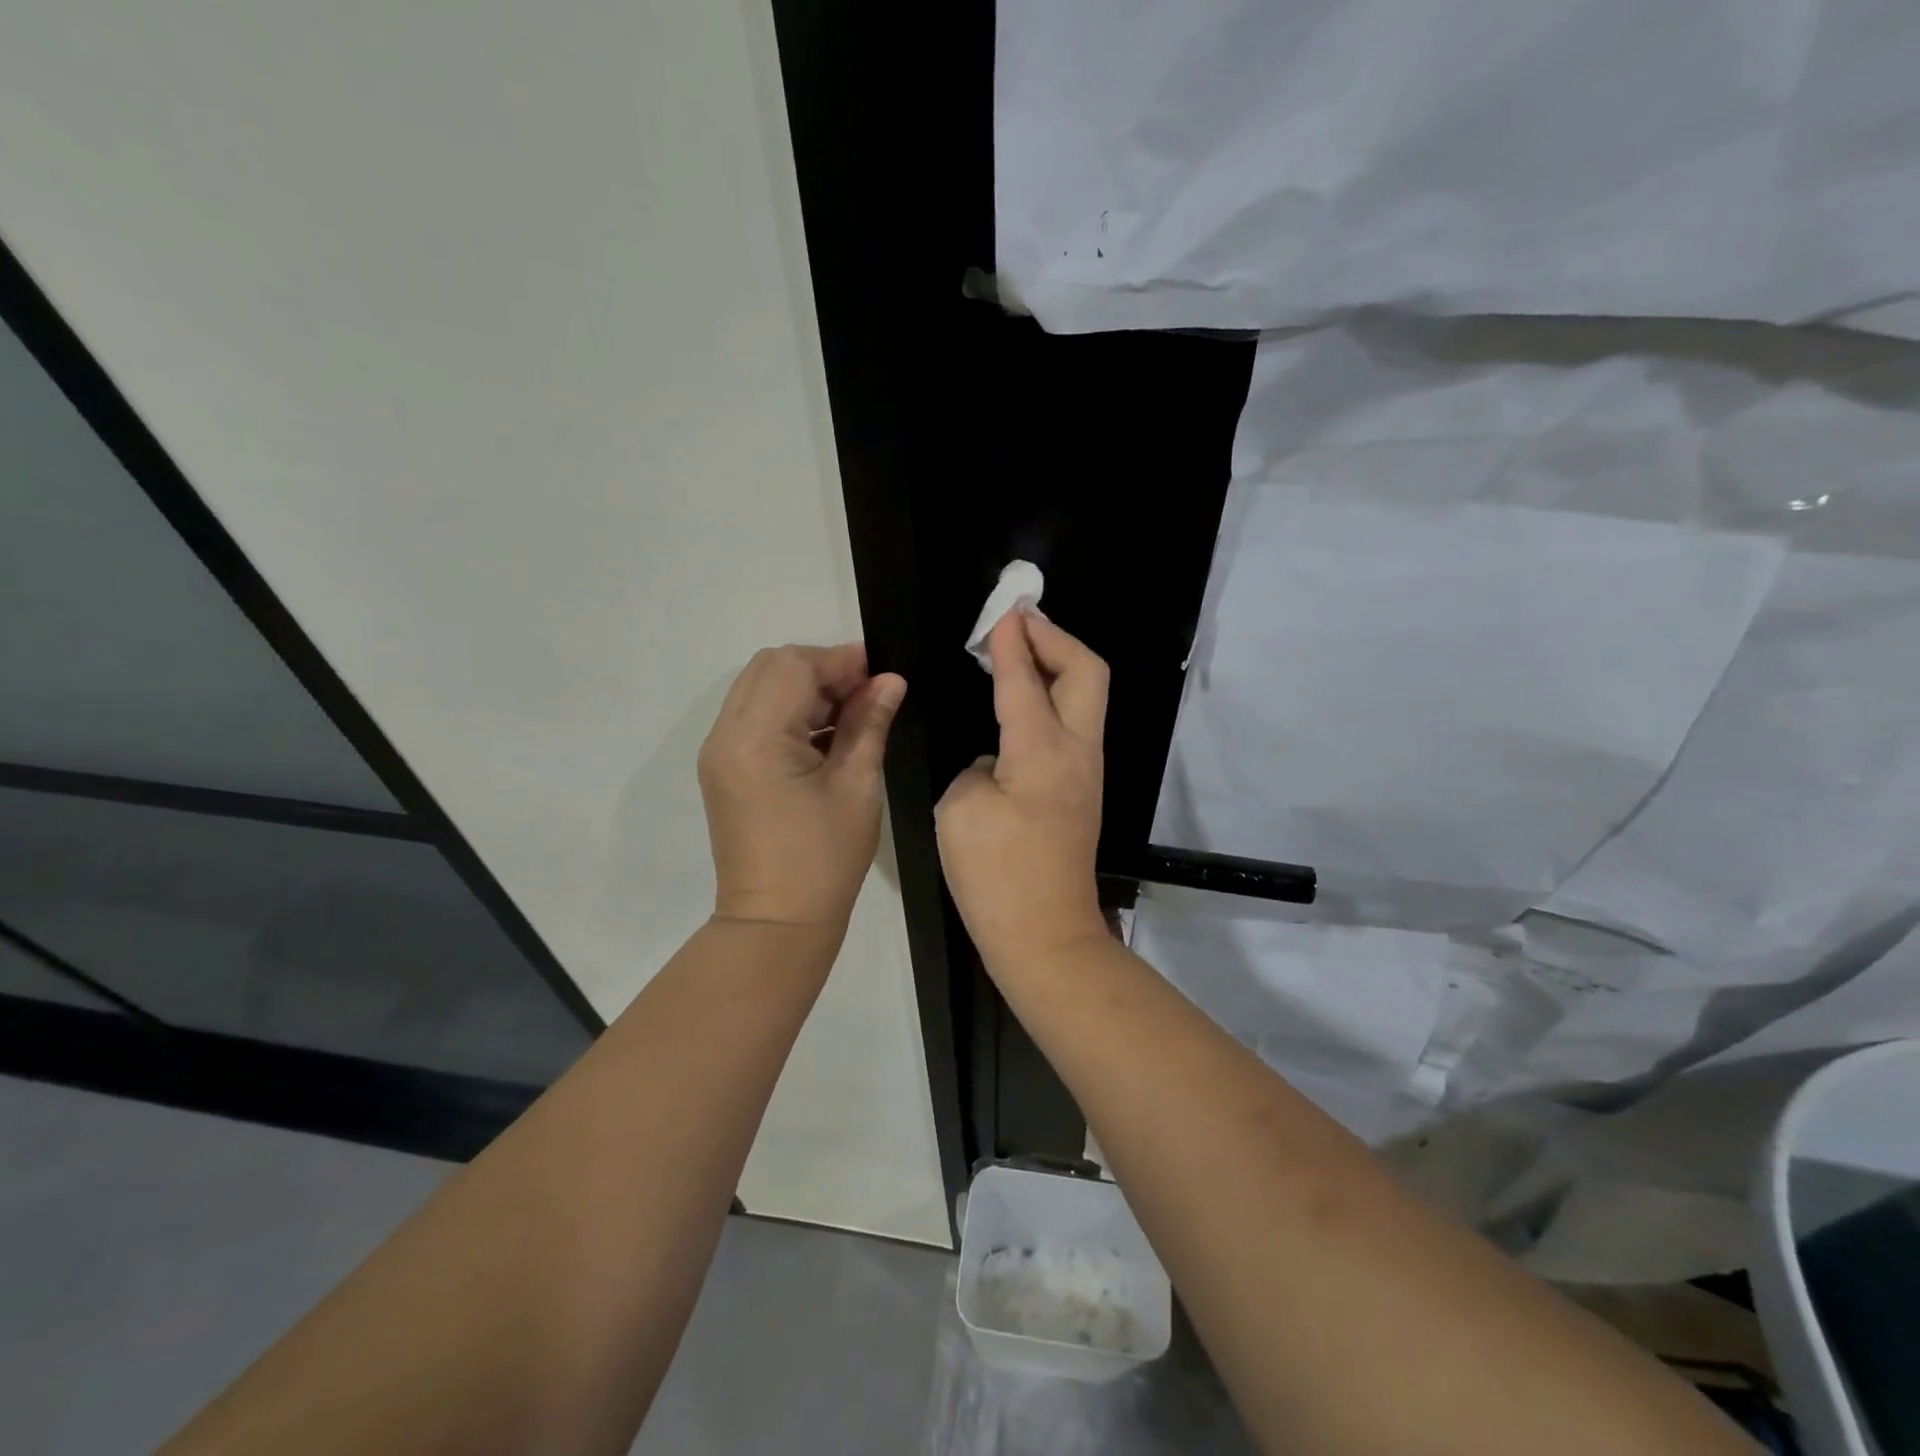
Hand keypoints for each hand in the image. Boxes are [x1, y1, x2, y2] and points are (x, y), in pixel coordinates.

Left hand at [698, 643, 905, 928]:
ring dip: (805, 690)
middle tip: (866, 696)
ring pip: (760, 689)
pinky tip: (825, 737)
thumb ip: (869, 723)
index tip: (882, 675)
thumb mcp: (857, 786)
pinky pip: (754, 717)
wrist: (776, 923)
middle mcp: (726, 734)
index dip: (841, 661)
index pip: (794, 666)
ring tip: (851, 717)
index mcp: (756, 738)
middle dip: (822, 670)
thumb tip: (890, 680)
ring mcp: (719, 752)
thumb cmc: (824, 858)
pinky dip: (789, 712)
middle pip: (770, 667)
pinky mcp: (723, 768)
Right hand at [936, 610, 1109, 969]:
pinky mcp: (1081, 792)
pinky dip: (1051, 699)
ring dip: (1056, 666)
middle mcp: (1078, 752)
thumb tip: (998, 762)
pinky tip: (1020, 706)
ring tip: (1016, 654)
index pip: (1025, 678)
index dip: (1011, 641)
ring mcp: (1087, 773)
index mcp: (1043, 750)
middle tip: (1018, 623)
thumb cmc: (996, 876)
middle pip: (1087, 671)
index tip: (1002, 611)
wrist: (1044, 938)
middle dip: (1054, 637)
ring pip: (1086, 696)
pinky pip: (1072, 725)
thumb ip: (980, 768)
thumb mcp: (962, 811)